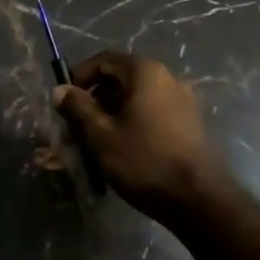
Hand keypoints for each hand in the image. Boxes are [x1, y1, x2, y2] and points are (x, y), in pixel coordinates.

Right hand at [52, 52, 229, 222]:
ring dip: (112, 113)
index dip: (79, 76)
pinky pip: (152, 112)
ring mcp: (182, 100)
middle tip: (76, 126)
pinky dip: (132, 122)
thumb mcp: (101, 135)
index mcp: (145, 72)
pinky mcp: (190, 123)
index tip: (64, 101)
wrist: (199, 199)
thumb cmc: (145, 161)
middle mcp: (167, 77)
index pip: (104, 60)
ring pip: (136, 98)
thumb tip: (60, 89)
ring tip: (96, 141)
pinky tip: (122, 149)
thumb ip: (78, 108)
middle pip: (121, 78)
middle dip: (95, 99)